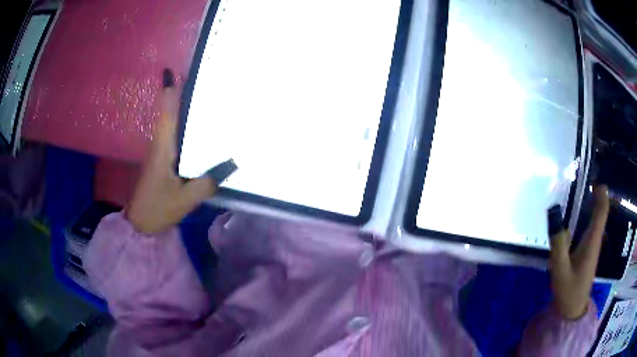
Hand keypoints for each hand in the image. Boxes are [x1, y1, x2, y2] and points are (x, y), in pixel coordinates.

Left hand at [127, 69, 216, 233]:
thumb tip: (231, 165)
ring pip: (171, 121)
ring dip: (182, 106)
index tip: (172, 71)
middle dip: (180, 92)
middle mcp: (160, 143)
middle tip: (200, 77)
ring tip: (203, 95)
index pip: (166, 113)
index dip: (169, 91)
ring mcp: (160, 151)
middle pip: (169, 111)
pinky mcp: (162, 159)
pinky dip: (182, 124)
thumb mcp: (186, 199)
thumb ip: (208, 182)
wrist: (141, 223)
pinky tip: (197, 127)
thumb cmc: (159, 208)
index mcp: (163, 148)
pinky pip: (173, 134)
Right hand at [548, 185, 609, 319]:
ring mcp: (592, 246)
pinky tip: (576, 216)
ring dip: (592, 203)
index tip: (594, 178)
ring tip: (579, 192)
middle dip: (596, 194)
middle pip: (601, 211)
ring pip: (597, 218)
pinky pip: (591, 226)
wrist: (573, 310)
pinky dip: (588, 215)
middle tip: (583, 179)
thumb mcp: (560, 269)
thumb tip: (554, 213)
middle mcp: (595, 239)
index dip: (601, 193)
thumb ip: (558, 242)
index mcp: (592, 241)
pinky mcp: (588, 251)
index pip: (602, 211)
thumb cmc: (568, 291)